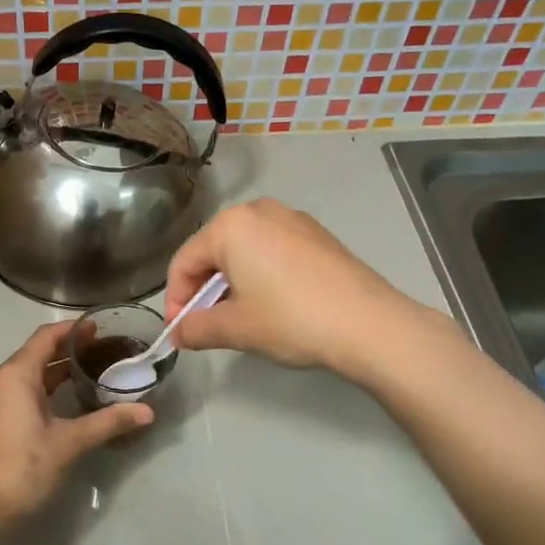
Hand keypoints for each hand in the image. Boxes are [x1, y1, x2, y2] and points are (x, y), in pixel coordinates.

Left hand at [0, 320, 153, 535]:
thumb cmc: (22, 467)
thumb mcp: (69, 443)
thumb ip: (108, 423)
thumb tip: (147, 412)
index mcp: (15, 375)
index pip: (45, 337)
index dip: (73, 330)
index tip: (100, 328)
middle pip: (36, 354)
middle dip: (68, 351)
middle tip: (104, 353)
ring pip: (28, 376)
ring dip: (56, 372)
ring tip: (90, 374)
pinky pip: (20, 394)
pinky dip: (44, 390)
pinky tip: (66, 404)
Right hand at [163, 199, 452, 378]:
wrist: (368, 324)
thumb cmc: (290, 319)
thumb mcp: (236, 328)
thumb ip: (197, 328)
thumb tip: (178, 334)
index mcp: (230, 226)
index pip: (184, 261)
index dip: (175, 299)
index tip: (180, 331)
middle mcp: (258, 210)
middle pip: (213, 251)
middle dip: (203, 289)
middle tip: (205, 325)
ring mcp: (292, 219)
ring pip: (244, 250)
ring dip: (231, 282)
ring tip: (238, 317)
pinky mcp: (317, 234)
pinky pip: (272, 250)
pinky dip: (260, 274)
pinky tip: (272, 304)